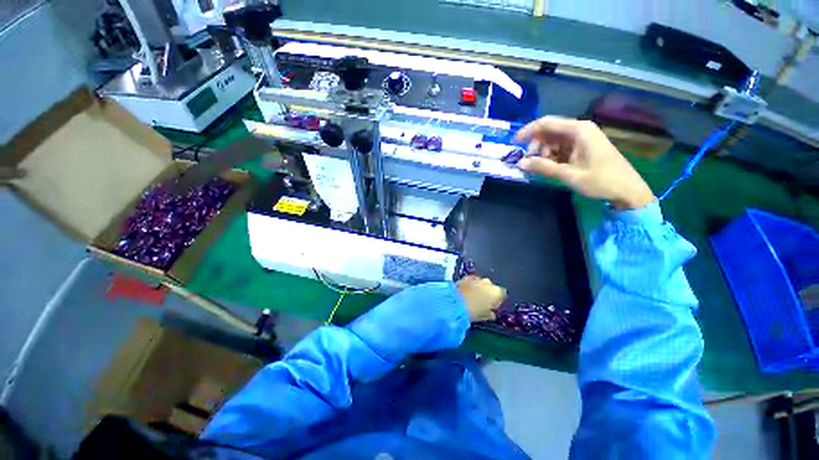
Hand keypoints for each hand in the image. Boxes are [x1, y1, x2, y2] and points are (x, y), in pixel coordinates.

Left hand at [456, 276, 506, 321]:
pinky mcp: (466, 277)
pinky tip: (466, 291)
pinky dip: (470, 285)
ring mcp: (477, 278)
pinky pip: (472, 280)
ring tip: (472, 296)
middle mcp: (488, 282)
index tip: (492, 306)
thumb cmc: (474, 312)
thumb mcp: (485, 316)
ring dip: (478, 287)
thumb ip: (490, 313)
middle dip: (487, 292)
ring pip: (481, 282)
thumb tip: (491, 313)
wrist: (455, 303)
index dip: (497, 300)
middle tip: (482, 301)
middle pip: (491, 287)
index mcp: (497, 292)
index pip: (502, 294)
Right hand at [515, 117, 654, 209]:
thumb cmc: (600, 180)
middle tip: (530, 163)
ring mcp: (582, 139)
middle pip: (549, 132)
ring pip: (553, 141)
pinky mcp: (583, 148)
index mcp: (578, 130)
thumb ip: (543, 167)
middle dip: (536, 146)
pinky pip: (560, 148)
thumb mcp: (568, 175)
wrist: (627, 190)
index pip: (546, 123)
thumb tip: (520, 163)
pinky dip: (551, 157)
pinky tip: (550, 167)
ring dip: (543, 153)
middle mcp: (580, 130)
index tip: (514, 143)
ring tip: (541, 168)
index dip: (528, 131)